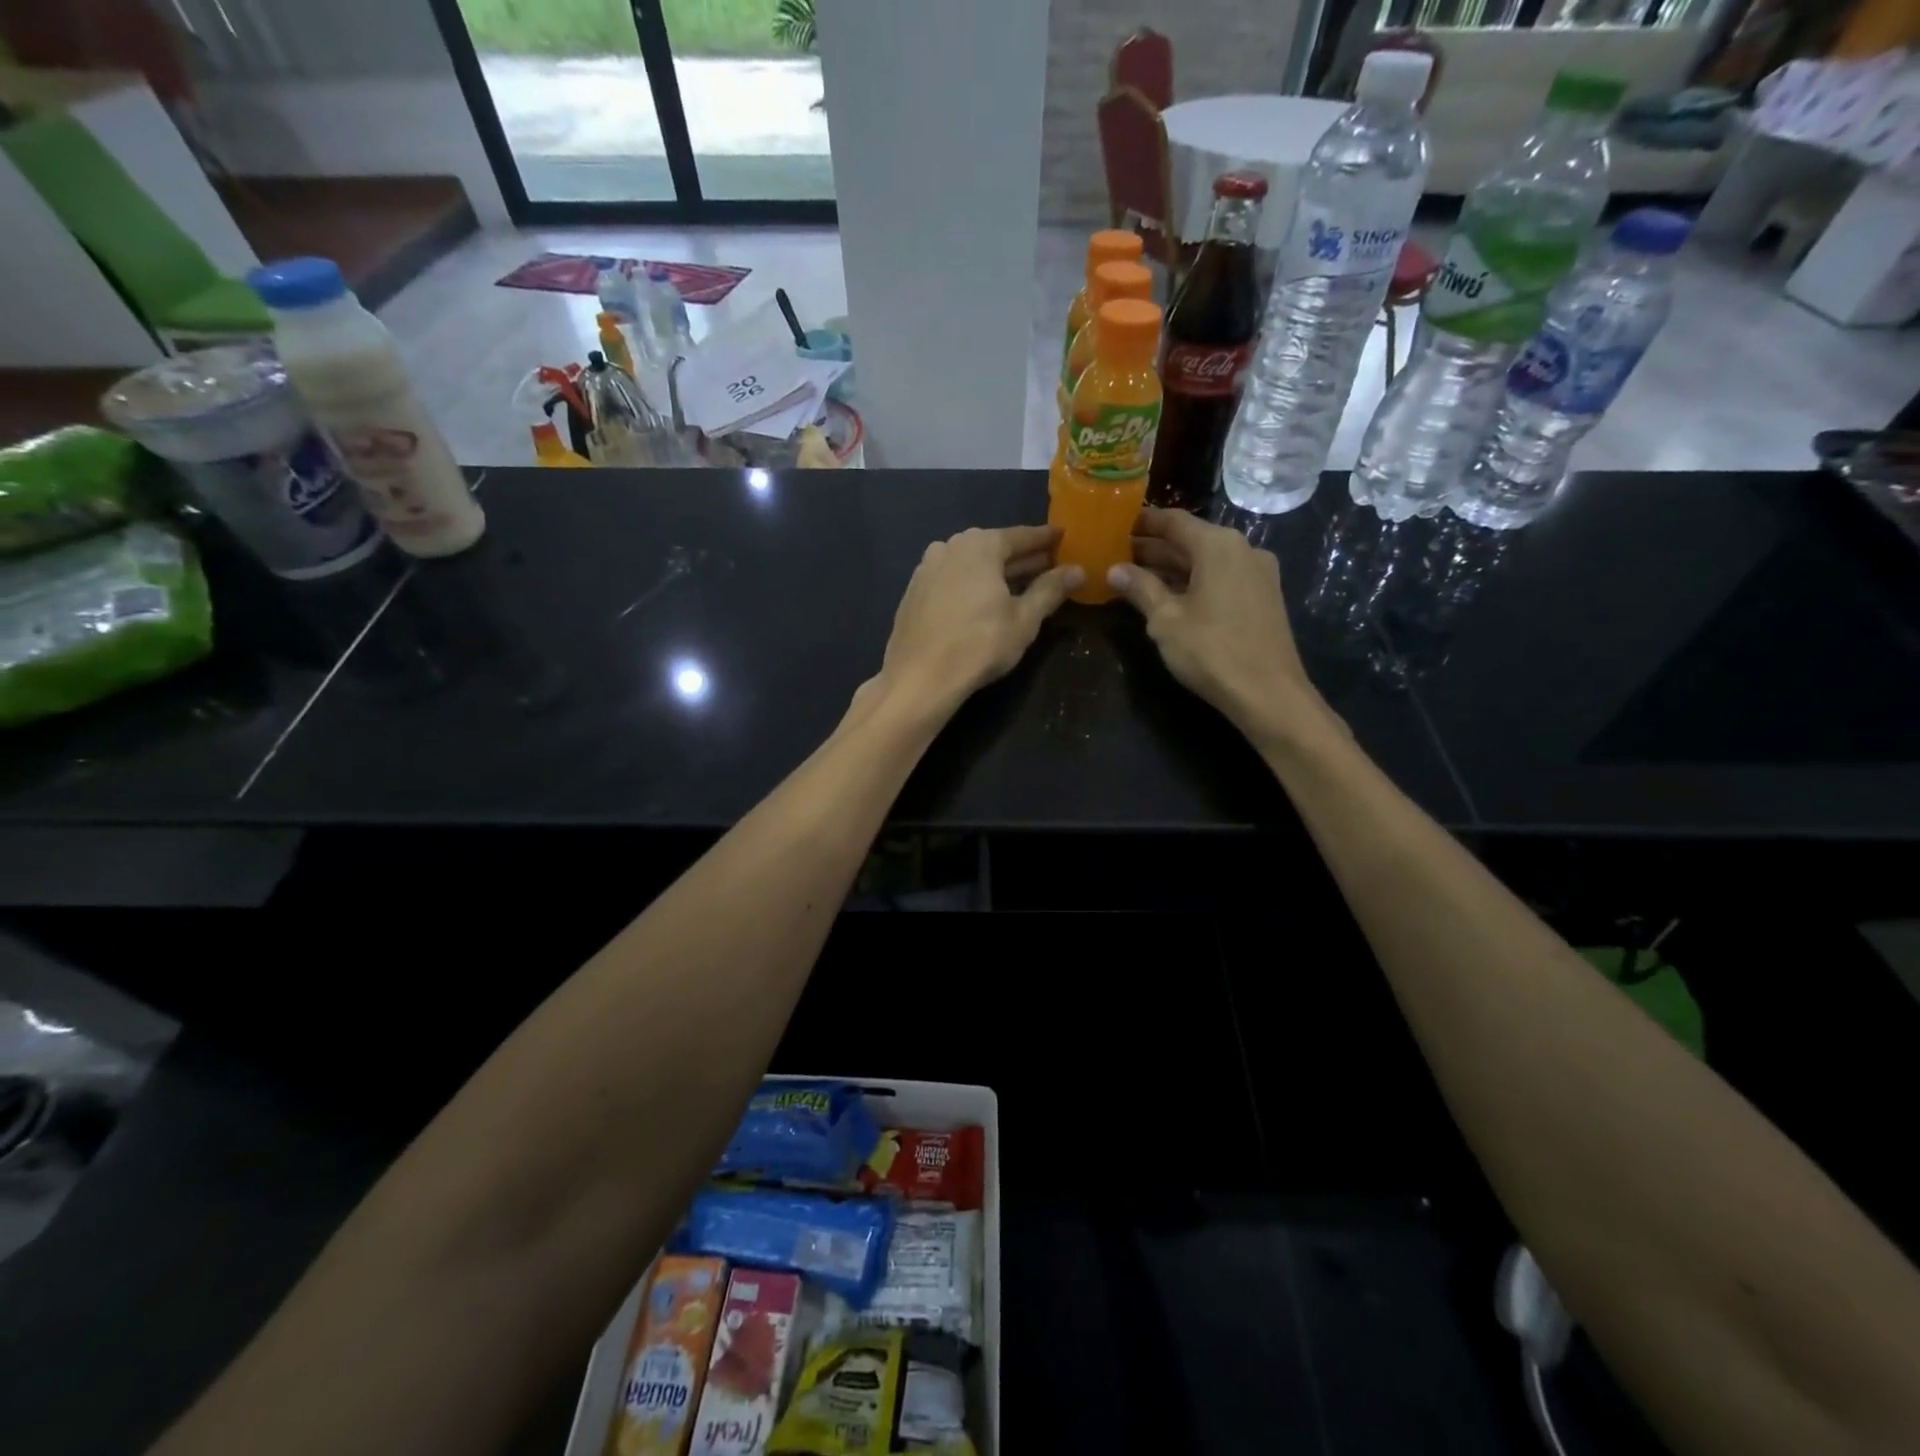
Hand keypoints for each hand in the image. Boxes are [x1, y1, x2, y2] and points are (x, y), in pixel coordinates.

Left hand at [874, 525, 1081, 716]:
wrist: (920, 677)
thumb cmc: (980, 644)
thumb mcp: (1024, 619)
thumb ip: (1050, 590)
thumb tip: (1077, 570)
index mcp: (980, 545)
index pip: (1021, 536)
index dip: (1045, 539)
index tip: (1063, 537)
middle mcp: (950, 546)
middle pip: (993, 547)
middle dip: (1021, 557)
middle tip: (1047, 564)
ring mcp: (926, 568)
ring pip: (969, 563)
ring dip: (994, 571)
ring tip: (1016, 584)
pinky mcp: (913, 591)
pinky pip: (951, 578)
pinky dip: (970, 583)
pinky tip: (980, 600)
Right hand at [1108, 508, 1332, 747]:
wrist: (1268, 693)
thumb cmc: (1211, 650)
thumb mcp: (1165, 619)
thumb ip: (1140, 588)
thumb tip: (1114, 570)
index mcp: (1218, 545)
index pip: (1173, 521)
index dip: (1143, 521)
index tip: (1116, 524)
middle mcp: (1242, 549)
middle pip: (1190, 540)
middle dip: (1154, 547)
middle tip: (1117, 553)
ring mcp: (1257, 573)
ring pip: (1206, 561)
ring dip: (1172, 567)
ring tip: (1135, 575)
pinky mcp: (1263, 597)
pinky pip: (1221, 577)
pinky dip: (1193, 581)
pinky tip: (1169, 595)